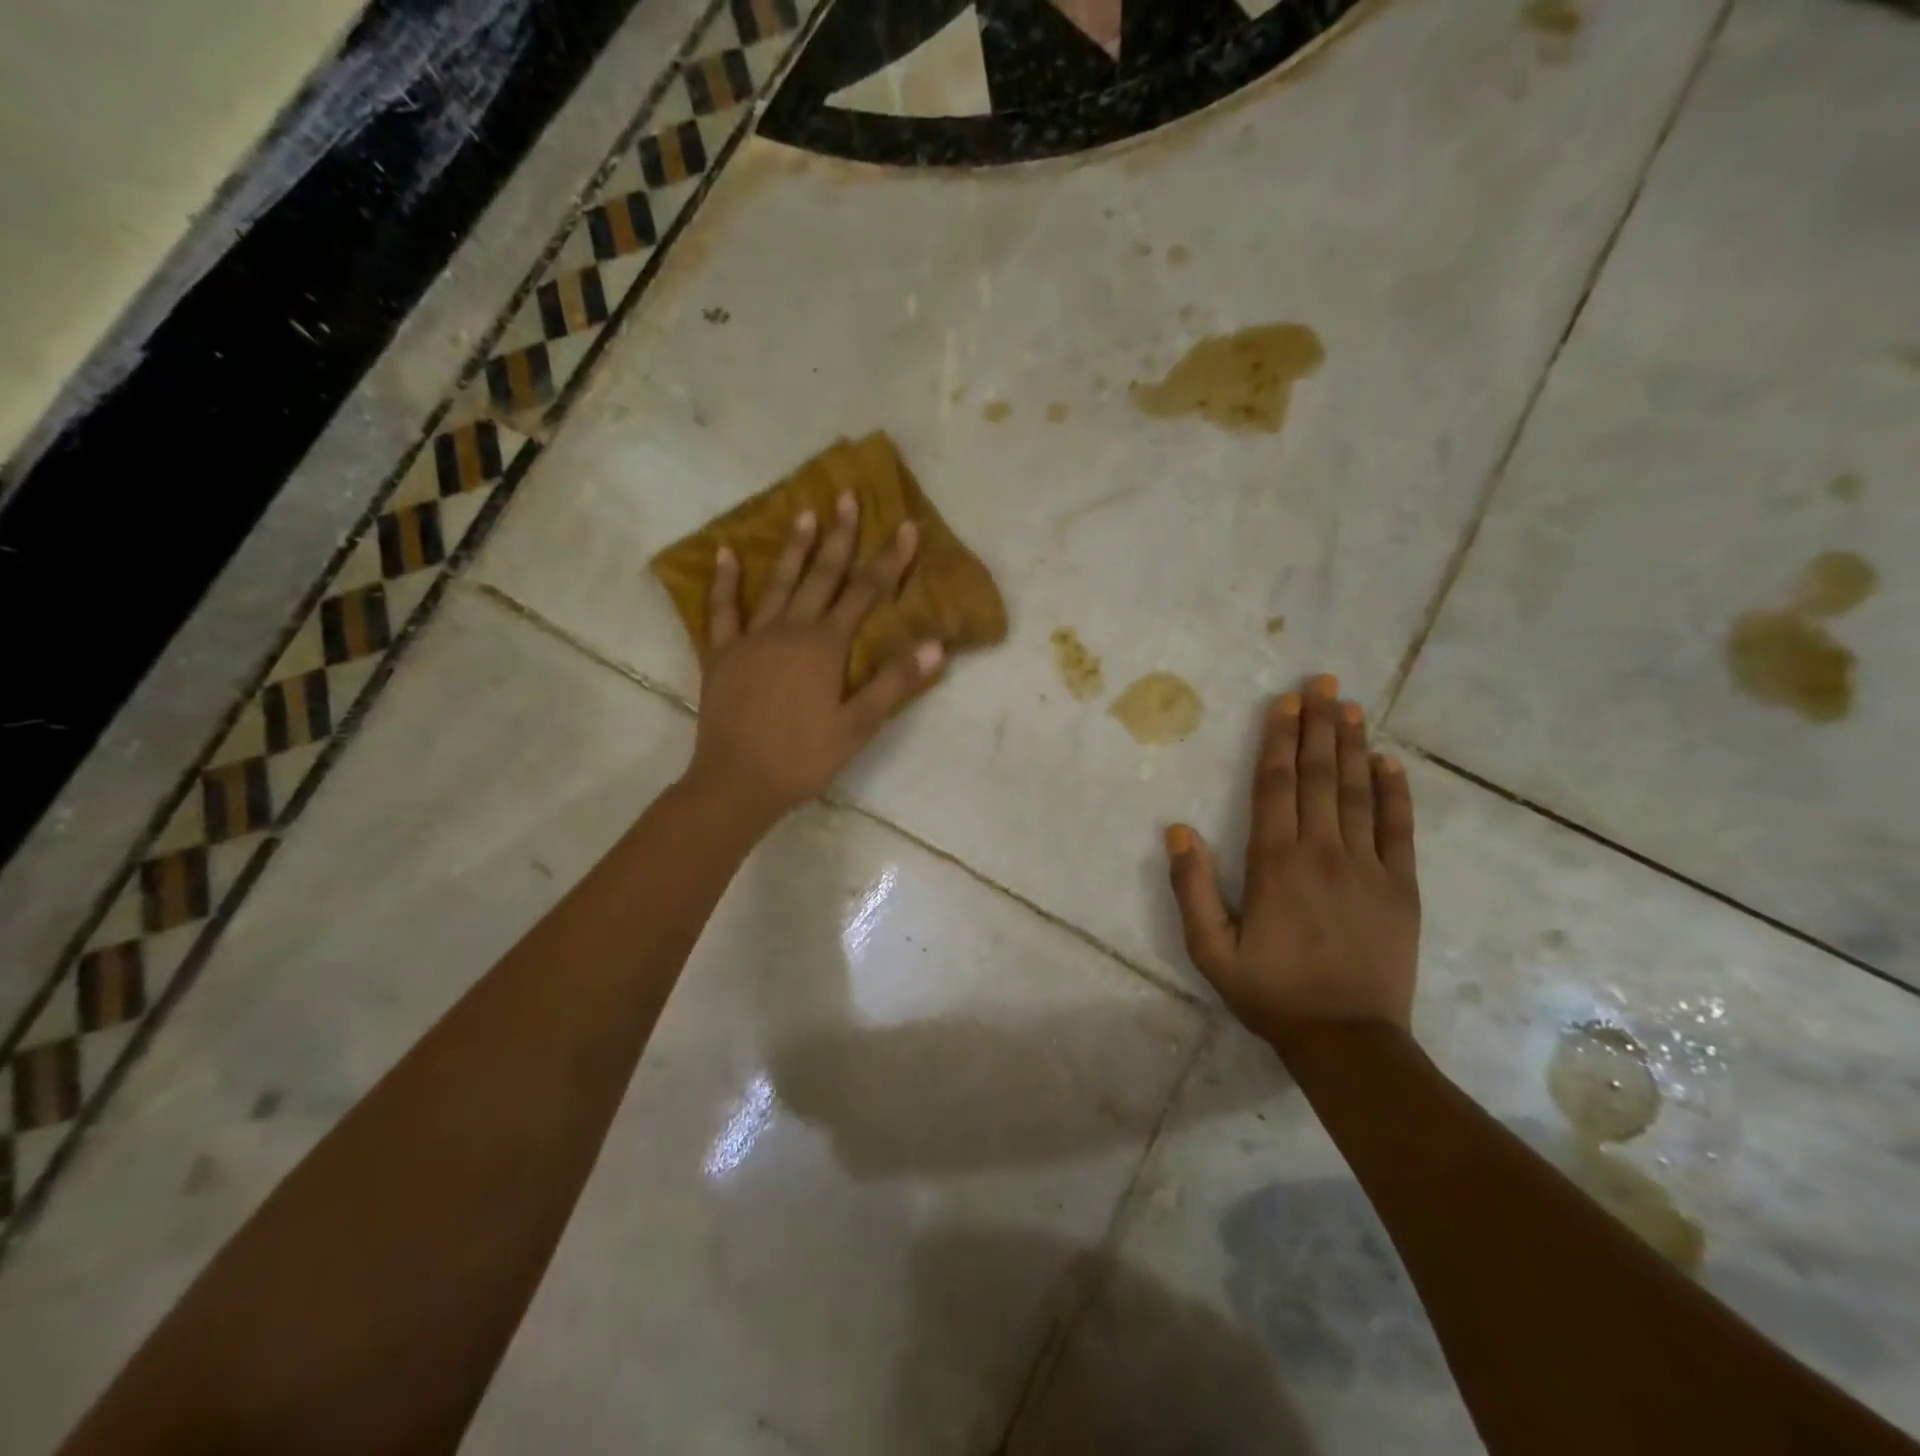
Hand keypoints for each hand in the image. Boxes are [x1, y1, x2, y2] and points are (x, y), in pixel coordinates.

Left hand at [686, 492, 943, 828]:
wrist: (738, 782)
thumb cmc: (804, 757)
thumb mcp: (858, 727)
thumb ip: (895, 683)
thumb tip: (934, 645)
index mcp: (826, 647)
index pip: (865, 594)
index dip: (889, 560)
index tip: (906, 527)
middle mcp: (791, 631)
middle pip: (822, 576)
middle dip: (840, 537)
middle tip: (848, 497)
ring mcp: (753, 638)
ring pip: (777, 583)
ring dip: (793, 547)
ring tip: (804, 511)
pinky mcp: (723, 654)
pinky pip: (723, 610)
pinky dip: (724, 581)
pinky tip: (726, 554)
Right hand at [1165, 675, 1419, 1042]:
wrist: (1348, 1041)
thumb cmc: (1272, 992)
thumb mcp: (1210, 949)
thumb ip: (1191, 887)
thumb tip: (1178, 829)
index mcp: (1275, 863)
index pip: (1275, 786)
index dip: (1279, 740)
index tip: (1286, 702)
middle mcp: (1322, 852)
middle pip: (1318, 776)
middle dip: (1319, 725)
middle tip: (1324, 682)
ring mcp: (1368, 867)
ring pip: (1358, 792)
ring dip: (1353, 746)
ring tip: (1352, 707)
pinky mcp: (1400, 887)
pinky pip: (1398, 829)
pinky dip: (1396, 793)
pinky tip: (1391, 763)